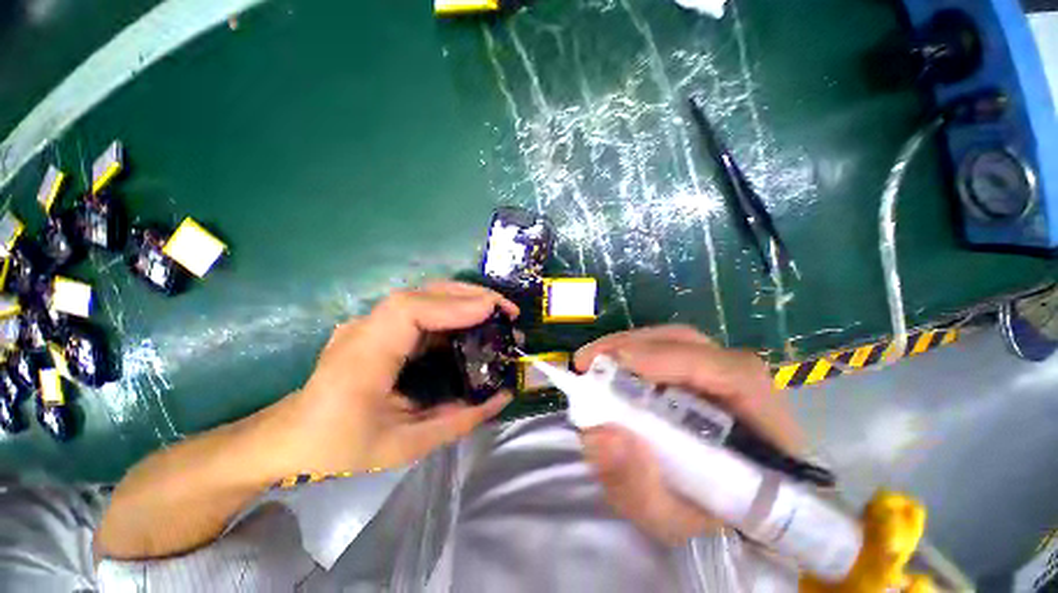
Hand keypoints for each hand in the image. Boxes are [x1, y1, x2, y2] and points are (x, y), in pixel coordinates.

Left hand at [282, 281, 517, 474]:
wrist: (290, 439)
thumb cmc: (340, 449)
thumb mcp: (405, 446)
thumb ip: (459, 420)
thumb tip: (503, 396)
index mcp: (363, 359)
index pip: (408, 311)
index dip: (453, 305)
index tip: (492, 312)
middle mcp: (366, 329)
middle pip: (422, 293)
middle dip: (470, 295)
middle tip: (507, 310)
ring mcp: (371, 323)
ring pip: (424, 295)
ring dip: (465, 298)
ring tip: (497, 312)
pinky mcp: (379, 326)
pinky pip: (422, 309)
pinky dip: (453, 309)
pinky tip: (472, 321)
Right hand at [573, 325, 802, 543]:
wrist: (726, 517)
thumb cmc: (708, 522)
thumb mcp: (668, 520)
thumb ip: (636, 486)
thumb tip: (600, 432)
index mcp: (765, 430)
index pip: (733, 375)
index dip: (674, 359)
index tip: (618, 363)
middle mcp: (747, 389)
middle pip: (692, 345)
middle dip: (635, 345)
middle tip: (590, 360)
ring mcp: (721, 375)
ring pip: (675, 342)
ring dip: (629, 346)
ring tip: (593, 362)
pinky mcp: (699, 373)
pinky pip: (665, 350)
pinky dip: (633, 353)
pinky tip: (610, 367)